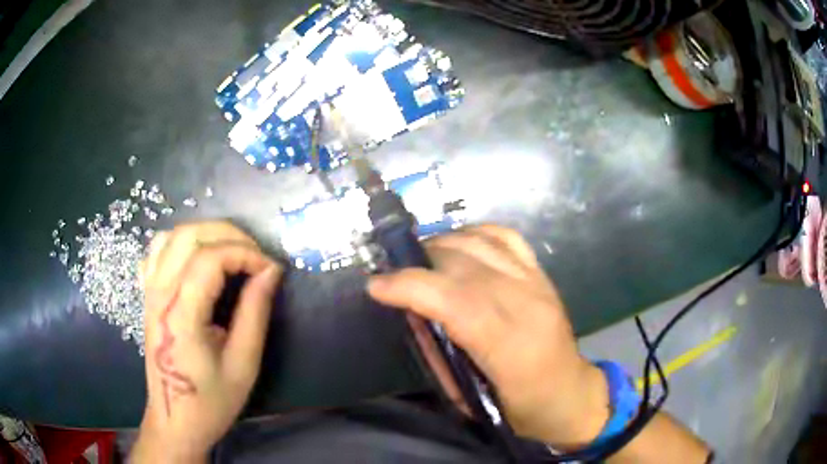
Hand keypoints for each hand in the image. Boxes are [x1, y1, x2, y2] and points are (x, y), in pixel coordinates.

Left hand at [132, 222, 281, 462]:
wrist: (175, 420)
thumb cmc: (210, 401)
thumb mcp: (243, 364)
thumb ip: (255, 312)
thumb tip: (271, 271)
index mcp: (181, 315)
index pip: (211, 258)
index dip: (246, 254)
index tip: (271, 270)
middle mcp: (159, 294)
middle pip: (190, 235)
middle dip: (229, 235)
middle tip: (256, 256)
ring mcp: (149, 291)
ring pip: (172, 235)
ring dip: (205, 233)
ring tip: (231, 252)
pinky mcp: (147, 295)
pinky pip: (157, 250)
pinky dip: (181, 242)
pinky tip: (197, 258)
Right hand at [368, 225, 608, 448]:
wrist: (571, 394)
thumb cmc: (521, 409)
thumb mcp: (470, 398)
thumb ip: (439, 353)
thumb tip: (412, 312)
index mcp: (510, 346)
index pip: (454, 300)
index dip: (410, 286)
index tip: (376, 286)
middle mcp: (526, 304)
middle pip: (464, 264)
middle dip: (419, 263)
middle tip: (395, 275)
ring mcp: (538, 283)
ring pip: (481, 243)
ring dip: (442, 244)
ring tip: (421, 259)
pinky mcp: (543, 275)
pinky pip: (506, 237)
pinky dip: (475, 233)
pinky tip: (458, 245)